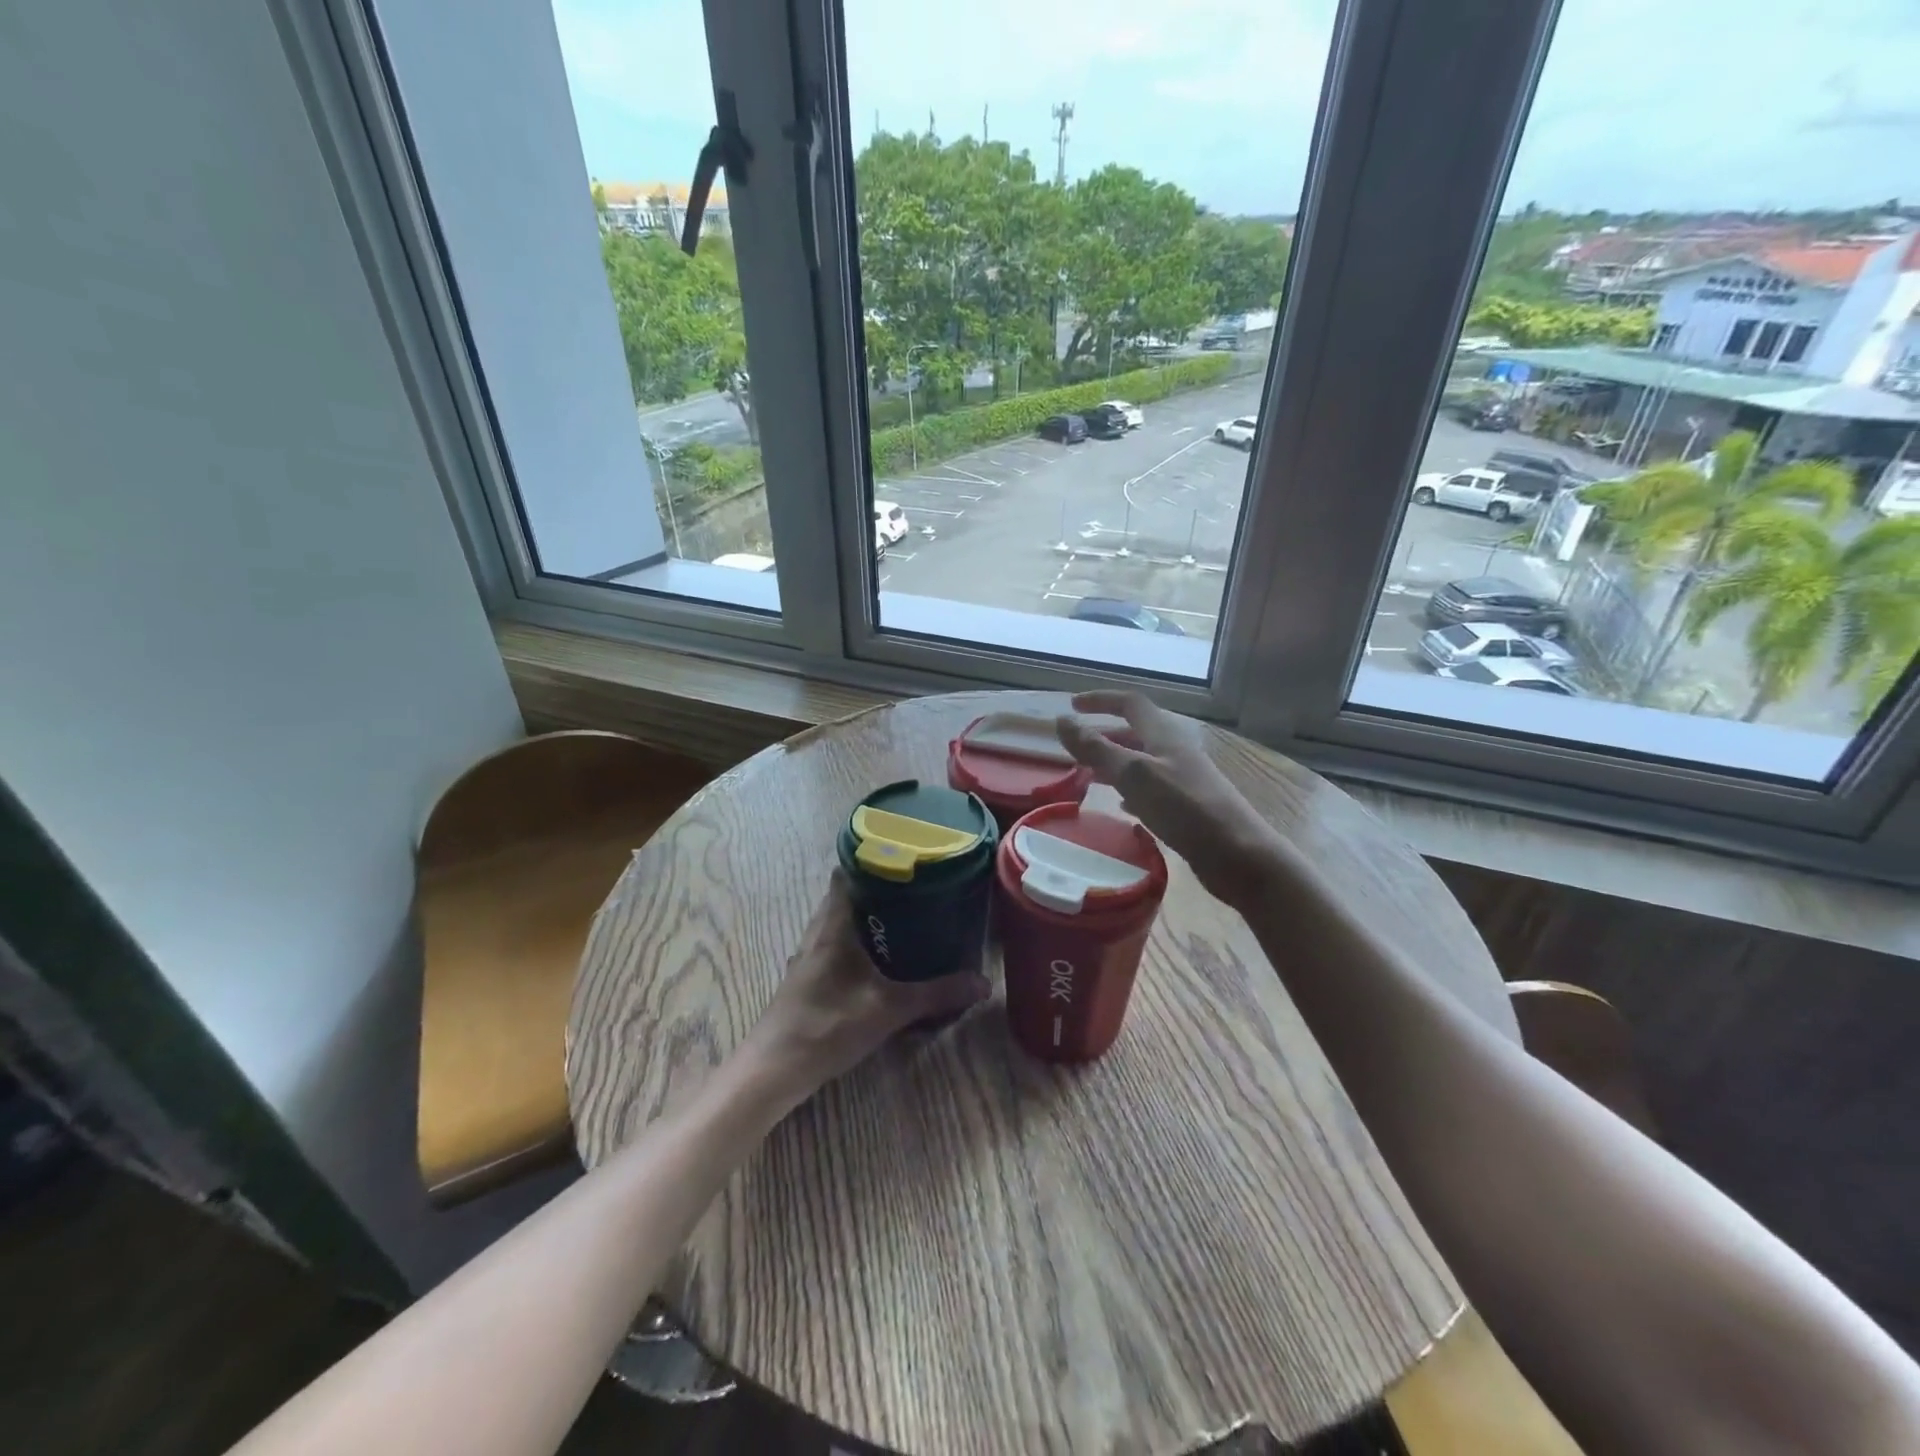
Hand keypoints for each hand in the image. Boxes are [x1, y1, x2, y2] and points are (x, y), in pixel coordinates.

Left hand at [741, 876, 988, 1105]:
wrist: (775, 1069)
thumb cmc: (829, 1025)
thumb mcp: (890, 1009)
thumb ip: (937, 995)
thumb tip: (983, 983)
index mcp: (834, 926)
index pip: (845, 873)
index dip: (870, 860)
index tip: (902, 858)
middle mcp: (817, 933)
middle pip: (842, 896)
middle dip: (874, 890)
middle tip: (912, 890)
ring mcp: (806, 957)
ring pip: (835, 922)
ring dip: (862, 918)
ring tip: (900, 920)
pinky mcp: (804, 979)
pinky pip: (831, 945)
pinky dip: (852, 942)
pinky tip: (874, 961)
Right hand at [1055, 689, 1285, 908]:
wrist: (1238, 855)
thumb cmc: (1185, 808)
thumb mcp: (1134, 774)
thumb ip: (1096, 748)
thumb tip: (1062, 720)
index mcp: (1164, 735)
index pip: (1130, 703)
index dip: (1101, 700)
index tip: (1073, 705)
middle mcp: (1175, 751)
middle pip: (1136, 733)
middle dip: (1104, 735)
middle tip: (1075, 749)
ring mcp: (1184, 779)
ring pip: (1142, 762)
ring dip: (1114, 764)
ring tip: (1088, 777)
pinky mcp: (1188, 807)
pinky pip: (1152, 789)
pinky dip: (1130, 791)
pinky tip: (1122, 807)